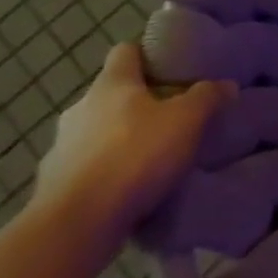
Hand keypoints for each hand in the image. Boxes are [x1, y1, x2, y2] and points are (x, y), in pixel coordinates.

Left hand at [32, 44, 235, 247]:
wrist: (76, 225)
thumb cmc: (135, 156)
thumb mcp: (188, 120)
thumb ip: (208, 97)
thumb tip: (226, 85)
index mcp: (111, 85)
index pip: (125, 51)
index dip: (147, 54)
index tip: (170, 66)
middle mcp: (79, 109)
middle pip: (110, 94)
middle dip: (136, 102)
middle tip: (169, 115)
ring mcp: (60, 149)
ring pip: (94, 132)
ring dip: (117, 139)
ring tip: (149, 156)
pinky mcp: (51, 187)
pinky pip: (84, 169)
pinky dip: (103, 173)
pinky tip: (126, 188)